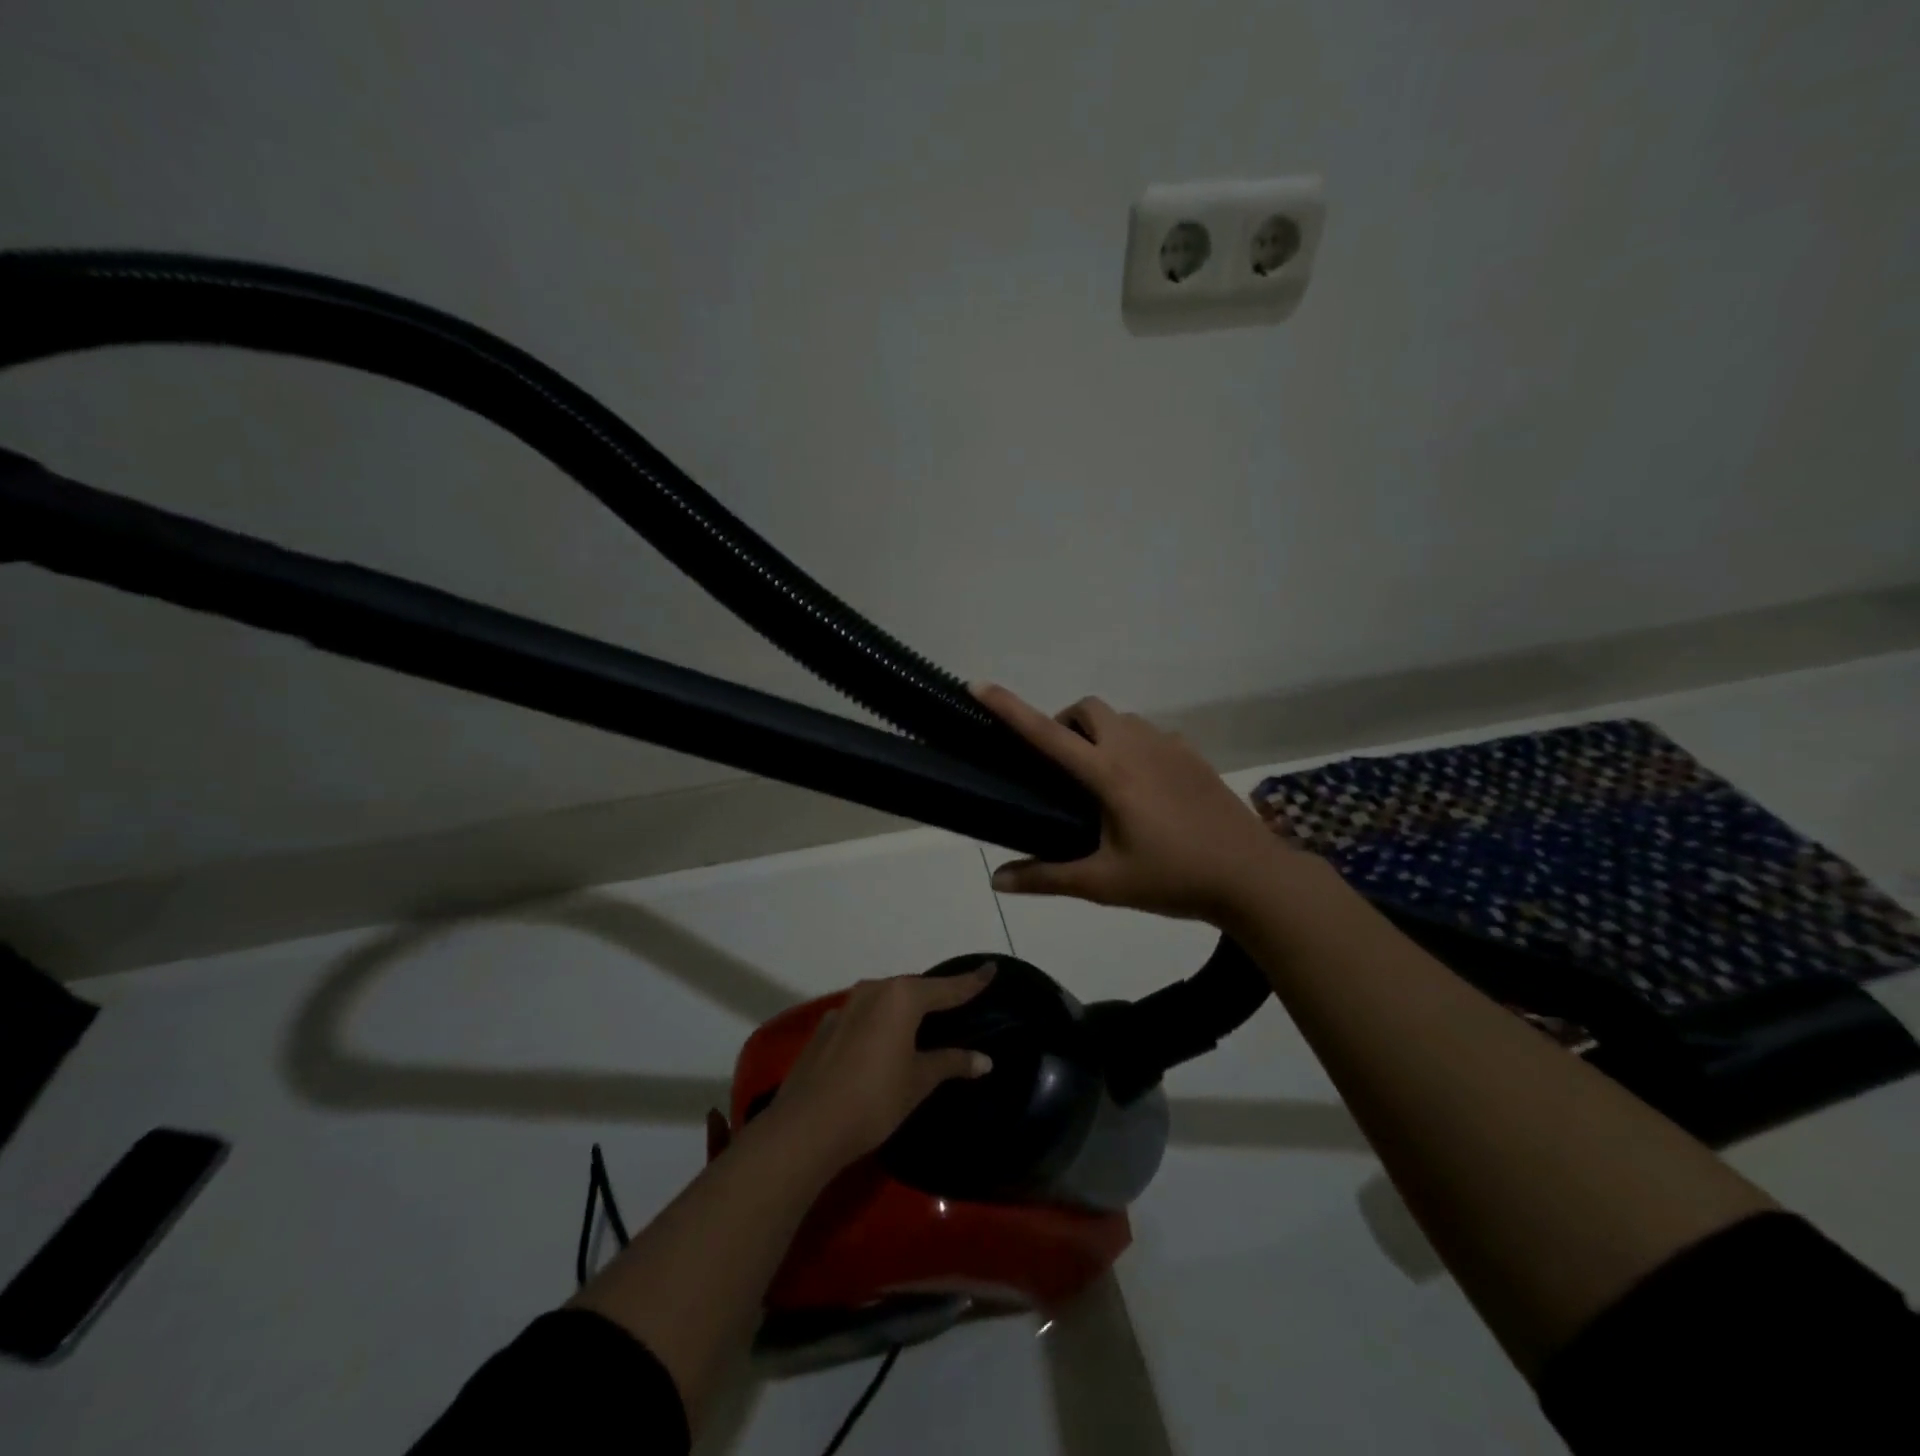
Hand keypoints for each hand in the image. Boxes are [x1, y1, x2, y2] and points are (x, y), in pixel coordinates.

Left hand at [769, 967, 995, 1168]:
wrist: (806, 1126)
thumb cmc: (874, 1099)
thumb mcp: (919, 1081)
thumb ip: (951, 1063)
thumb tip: (984, 1059)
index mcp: (901, 997)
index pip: (948, 987)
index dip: (972, 981)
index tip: (991, 968)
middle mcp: (873, 991)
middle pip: (914, 988)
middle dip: (937, 995)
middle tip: (960, 1002)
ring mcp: (845, 1007)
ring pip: (886, 1000)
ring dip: (906, 1008)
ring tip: (924, 1022)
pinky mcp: (826, 1027)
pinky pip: (865, 1015)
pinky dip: (881, 1022)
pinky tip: (884, 1043)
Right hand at [972, 682, 1300, 923]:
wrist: (1251, 876)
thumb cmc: (1173, 878)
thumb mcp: (1104, 883)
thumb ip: (1047, 877)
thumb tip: (997, 881)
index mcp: (1109, 774)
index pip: (1047, 733)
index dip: (1009, 707)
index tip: (978, 685)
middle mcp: (1136, 747)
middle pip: (1088, 708)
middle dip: (1064, 722)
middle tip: (1060, 766)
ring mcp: (1169, 746)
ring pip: (1120, 718)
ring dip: (1098, 733)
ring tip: (1099, 779)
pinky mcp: (1192, 754)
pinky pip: (1149, 733)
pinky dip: (1131, 745)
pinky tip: (1142, 788)